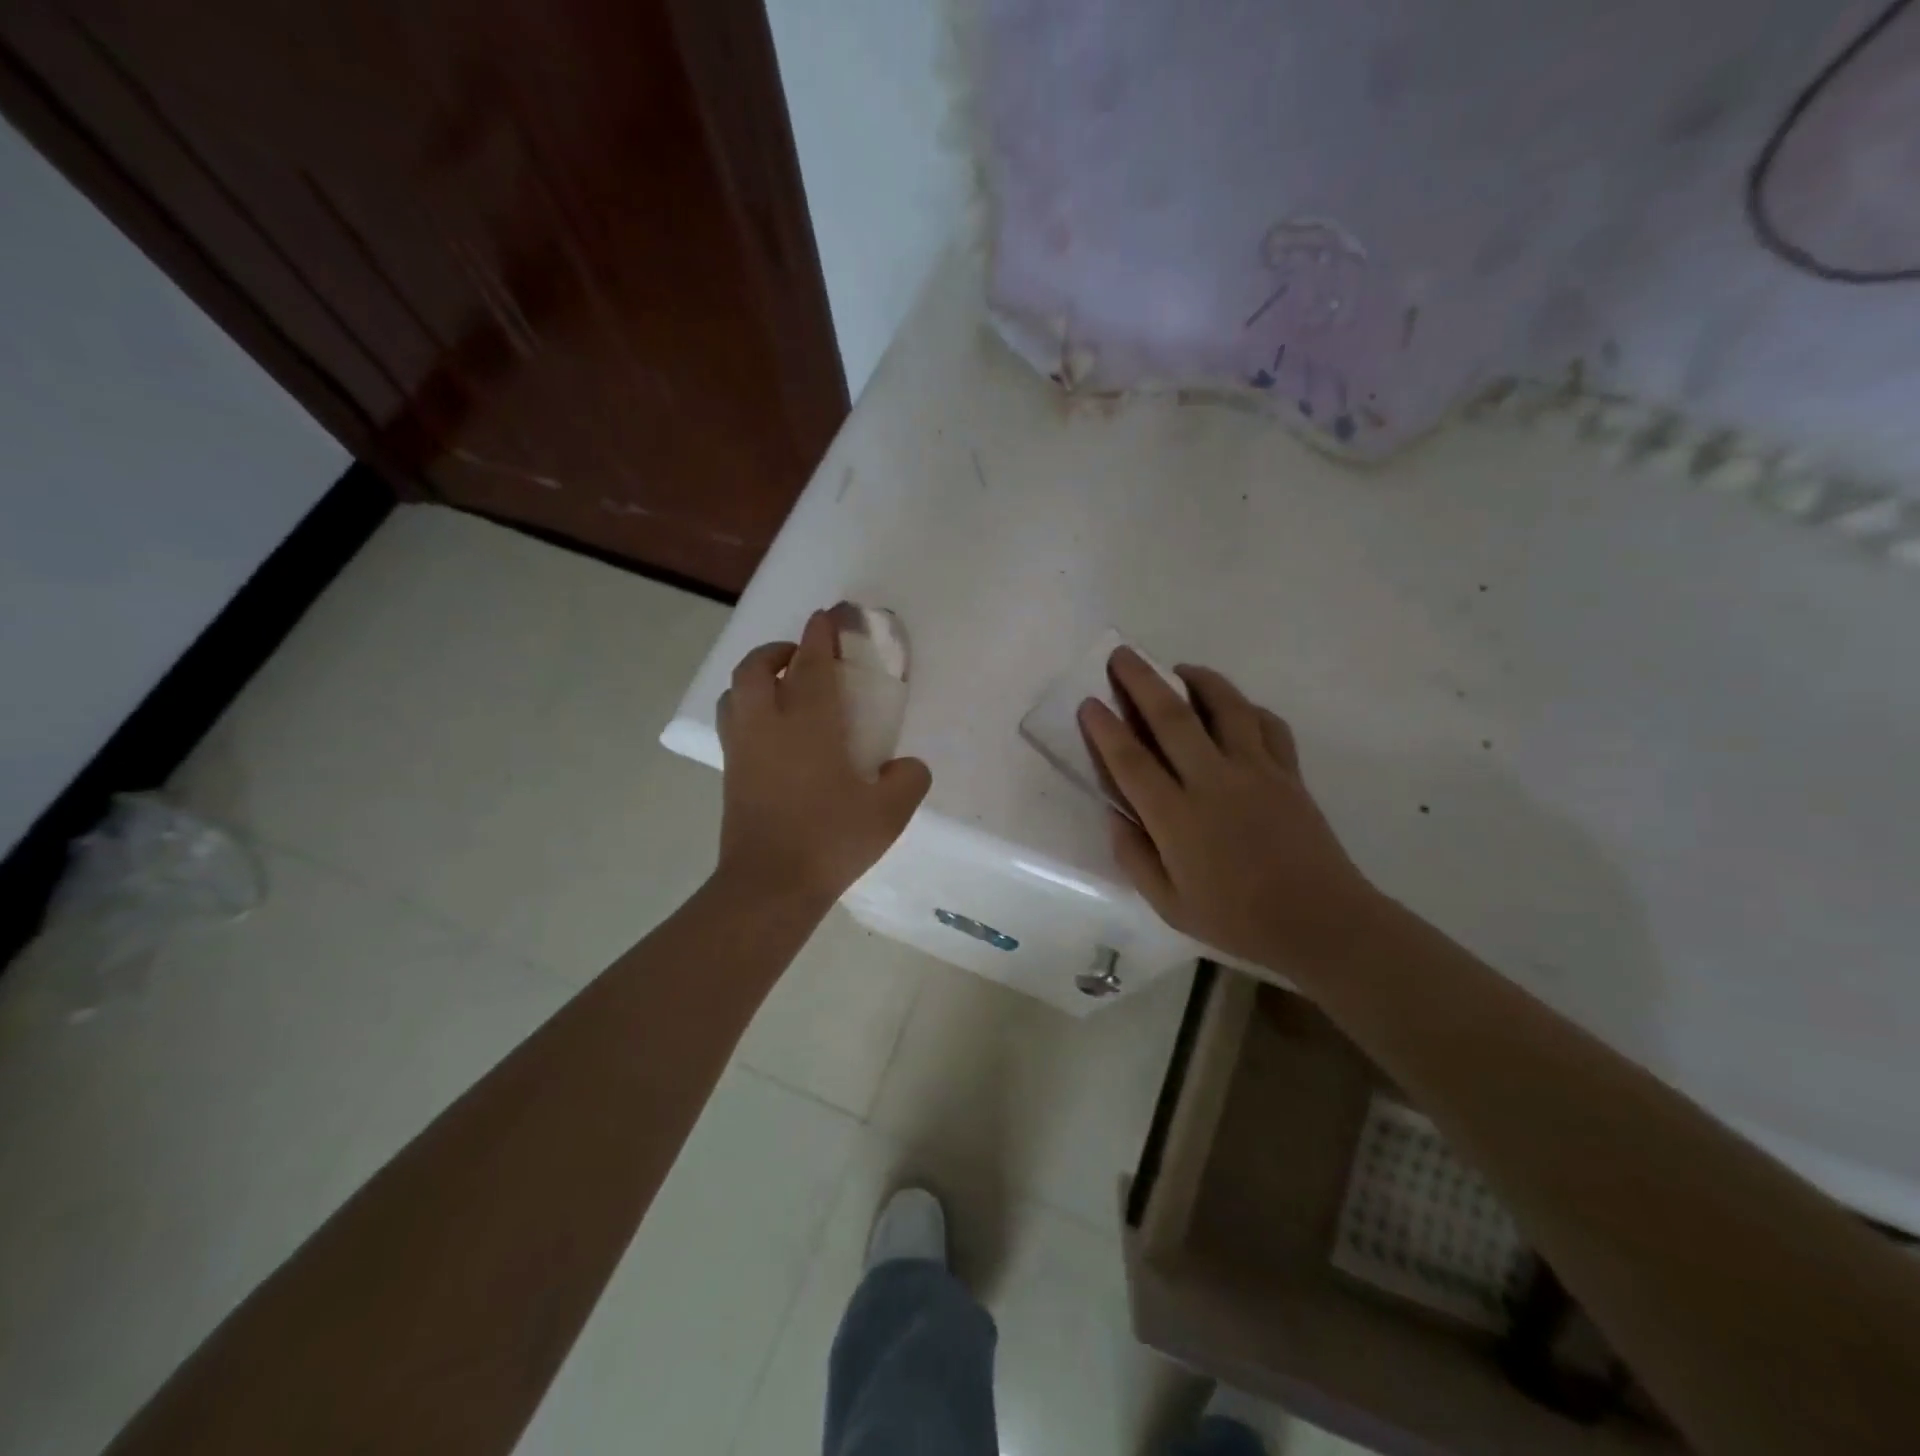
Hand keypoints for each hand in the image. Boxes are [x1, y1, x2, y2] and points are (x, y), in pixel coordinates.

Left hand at [715, 610, 930, 905]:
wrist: (770, 884)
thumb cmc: (831, 840)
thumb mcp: (890, 812)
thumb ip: (908, 779)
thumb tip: (906, 766)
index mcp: (808, 723)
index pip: (811, 663)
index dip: (819, 635)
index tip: (827, 617)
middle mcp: (767, 725)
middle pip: (758, 667)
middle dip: (778, 650)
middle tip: (802, 657)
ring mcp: (742, 748)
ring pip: (735, 692)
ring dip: (757, 677)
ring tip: (782, 689)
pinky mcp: (730, 773)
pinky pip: (732, 722)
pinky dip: (747, 709)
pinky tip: (773, 733)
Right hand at [1079, 650, 1380, 968]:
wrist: (1321, 922)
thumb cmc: (1237, 919)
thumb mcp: (1169, 904)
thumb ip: (1134, 856)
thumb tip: (1115, 814)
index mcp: (1177, 818)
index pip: (1130, 761)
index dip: (1105, 729)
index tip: (1089, 703)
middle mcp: (1213, 782)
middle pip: (1171, 718)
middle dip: (1141, 681)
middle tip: (1122, 656)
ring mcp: (1256, 771)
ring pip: (1225, 707)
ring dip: (1198, 679)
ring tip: (1179, 669)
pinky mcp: (1288, 772)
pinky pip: (1268, 725)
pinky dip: (1247, 707)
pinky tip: (1234, 707)